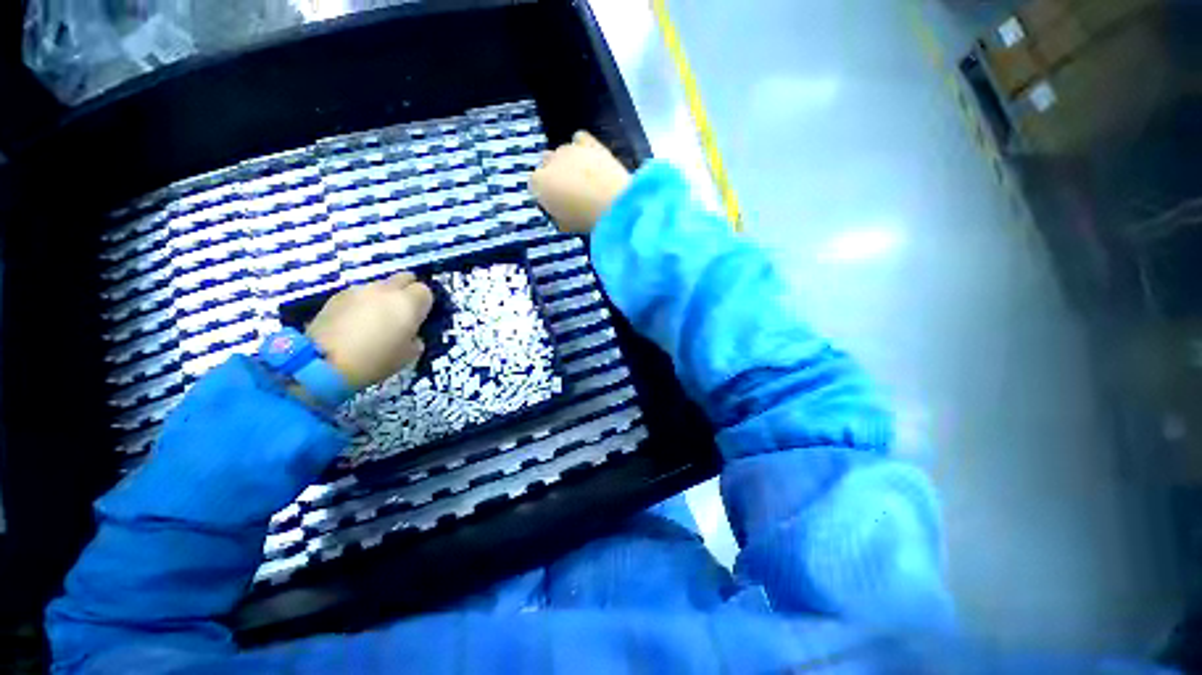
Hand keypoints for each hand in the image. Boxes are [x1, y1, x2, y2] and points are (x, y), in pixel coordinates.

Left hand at [306, 272, 432, 389]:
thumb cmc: (376, 360)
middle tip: (402, 312)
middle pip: (404, 278)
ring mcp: (360, 290)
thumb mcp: (409, 355)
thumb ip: (416, 337)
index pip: (426, 291)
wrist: (323, 363)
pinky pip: (359, 294)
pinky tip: (354, 323)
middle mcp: (387, 289)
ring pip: (381, 286)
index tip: (420, 318)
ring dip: (383, 297)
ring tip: (374, 319)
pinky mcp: (338, 295)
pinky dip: (362, 303)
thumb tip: (412, 333)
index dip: (424, 304)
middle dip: (406, 291)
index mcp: (409, 303)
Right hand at [530, 130, 631, 233]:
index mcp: (539, 183)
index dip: (545, 196)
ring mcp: (568, 149)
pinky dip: (581, 147)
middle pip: (545, 165)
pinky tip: (589, 159)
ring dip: (568, 164)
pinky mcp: (588, 142)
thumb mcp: (565, 226)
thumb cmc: (586, 219)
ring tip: (583, 179)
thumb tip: (560, 213)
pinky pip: (579, 139)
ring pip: (561, 153)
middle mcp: (549, 161)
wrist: (613, 202)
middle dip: (554, 177)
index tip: (556, 204)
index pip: (534, 186)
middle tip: (570, 193)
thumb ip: (557, 216)